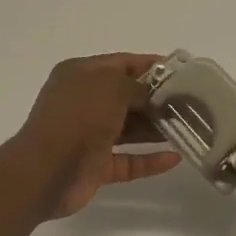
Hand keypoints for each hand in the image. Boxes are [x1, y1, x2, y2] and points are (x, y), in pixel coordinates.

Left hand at [15, 54, 180, 218]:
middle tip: (190, 103)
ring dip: (156, 128)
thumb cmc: (78, 117)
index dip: (151, 66)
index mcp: (80, 75)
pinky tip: (174, 158)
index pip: (121, 63)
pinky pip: (128, 160)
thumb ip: (136, 86)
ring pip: (129, 129)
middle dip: (156, 99)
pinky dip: (149, 160)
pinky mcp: (95, 166)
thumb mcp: (111, 87)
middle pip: (126, 97)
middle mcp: (83, 102)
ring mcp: (88, 135)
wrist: (45, 172)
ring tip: (189, 128)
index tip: (181, 72)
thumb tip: (151, 94)